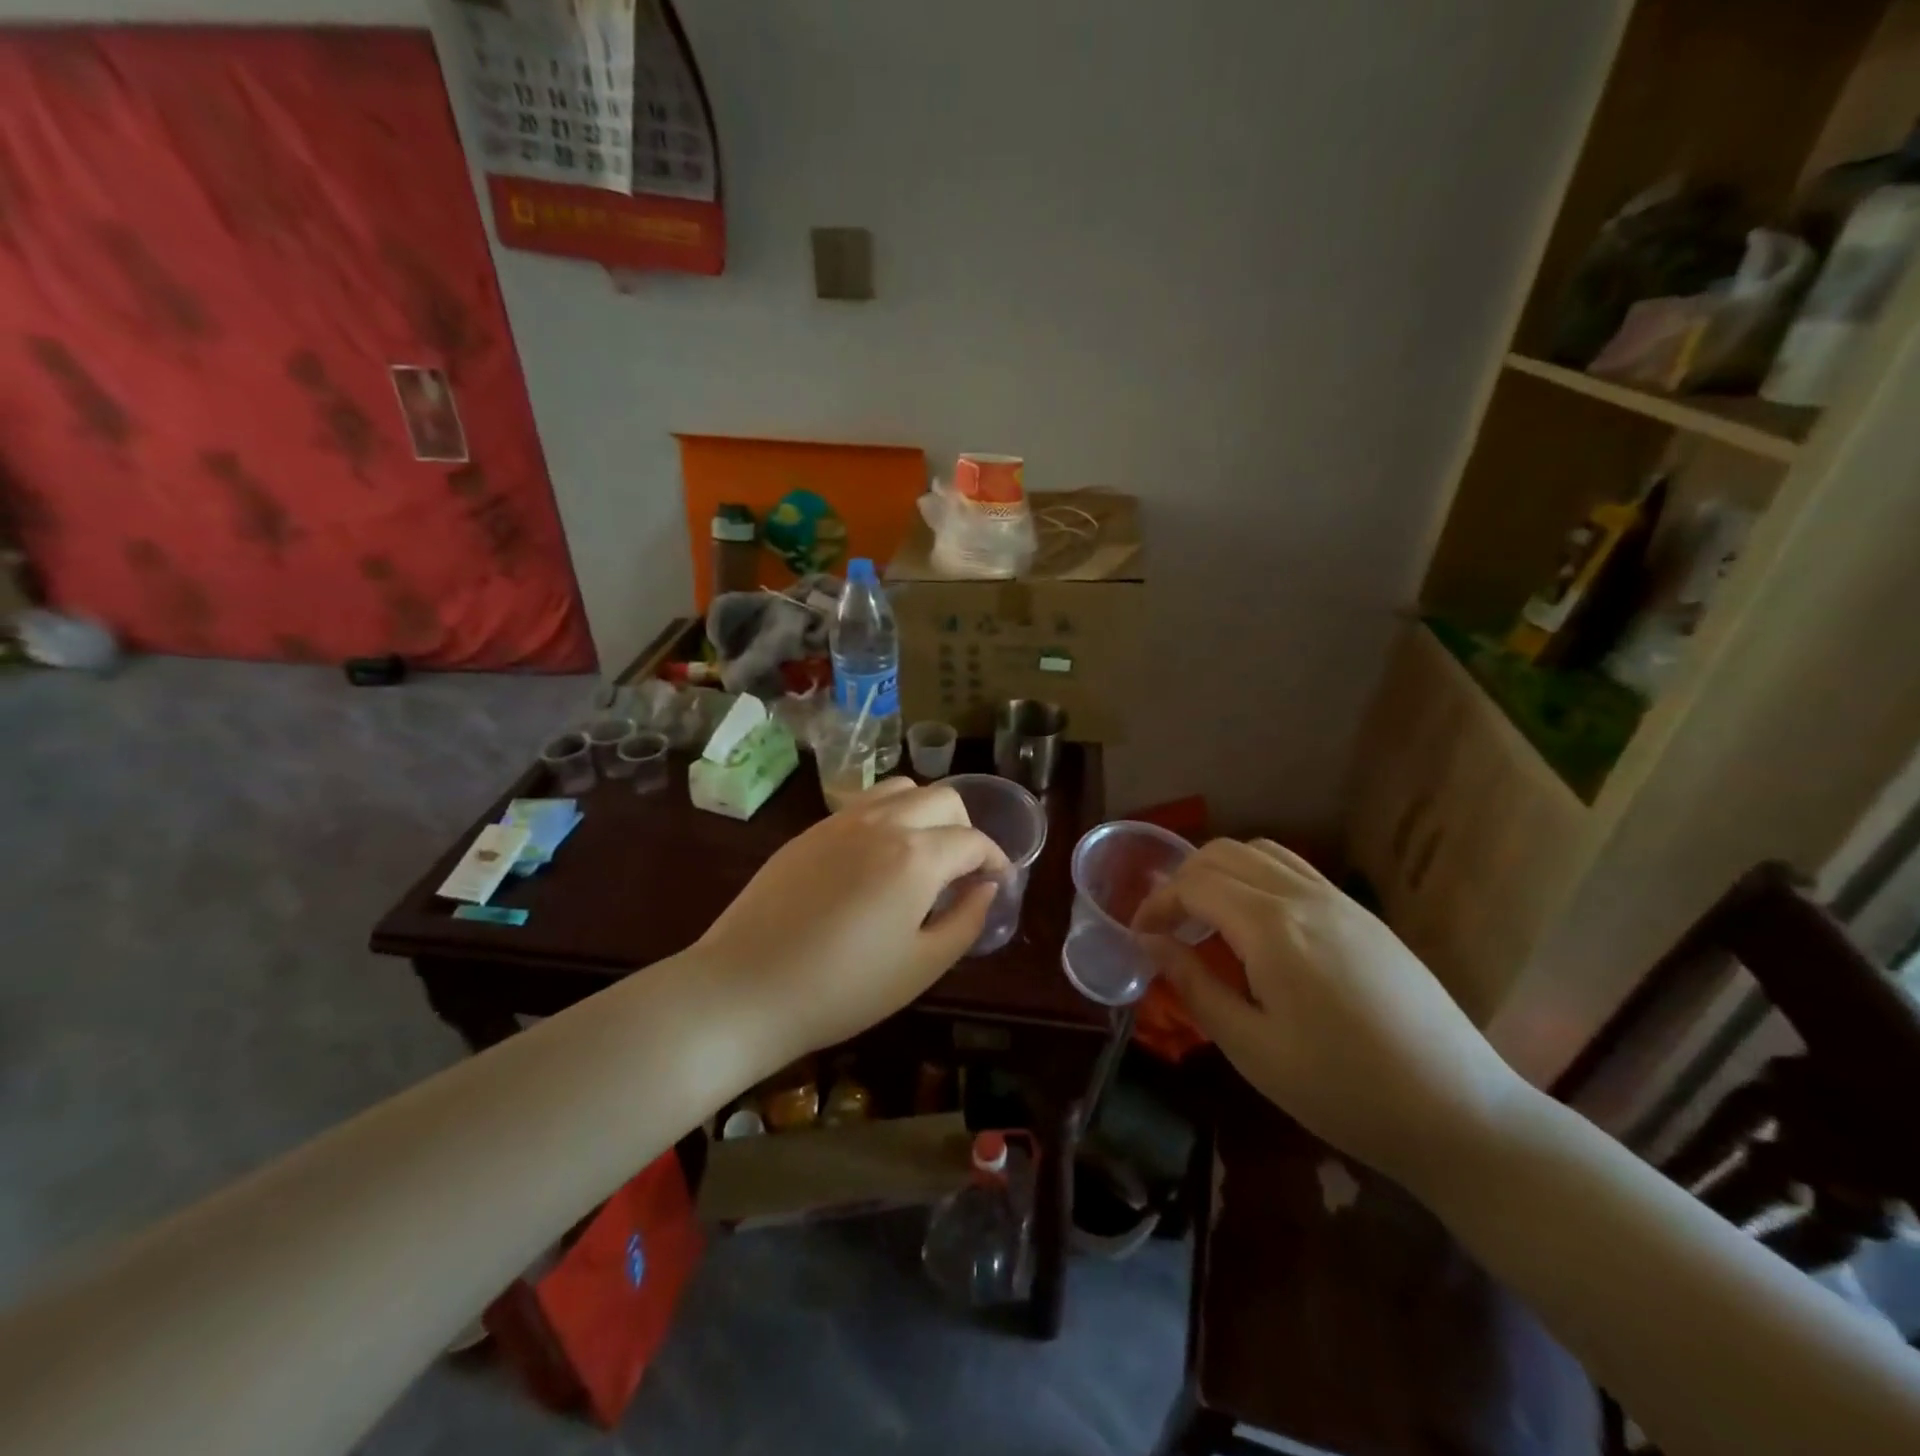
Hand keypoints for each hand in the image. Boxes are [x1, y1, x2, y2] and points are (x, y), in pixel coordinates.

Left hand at [695, 778, 1009, 1064]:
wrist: (746, 988)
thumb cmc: (843, 988)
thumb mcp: (922, 966)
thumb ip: (966, 921)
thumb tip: (986, 888)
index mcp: (916, 856)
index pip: (973, 840)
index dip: (995, 859)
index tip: (998, 882)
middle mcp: (883, 822)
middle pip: (943, 798)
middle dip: (966, 827)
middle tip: (964, 869)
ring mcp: (841, 821)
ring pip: (902, 789)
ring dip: (926, 812)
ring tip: (923, 854)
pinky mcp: (811, 831)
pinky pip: (864, 804)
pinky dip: (889, 815)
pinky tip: (878, 858)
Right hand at [1135, 839, 1530, 1191]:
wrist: (1460, 1113)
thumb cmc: (1343, 1091)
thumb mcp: (1252, 1048)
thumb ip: (1195, 985)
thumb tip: (1152, 944)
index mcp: (1272, 928)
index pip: (1194, 885)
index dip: (1156, 904)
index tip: (1139, 936)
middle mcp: (1303, 896)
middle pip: (1223, 854)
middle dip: (1182, 879)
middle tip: (1169, 927)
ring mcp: (1339, 900)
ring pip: (1261, 852)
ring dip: (1221, 872)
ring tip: (1208, 919)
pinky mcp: (1363, 915)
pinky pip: (1296, 870)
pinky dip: (1258, 877)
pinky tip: (1259, 925)